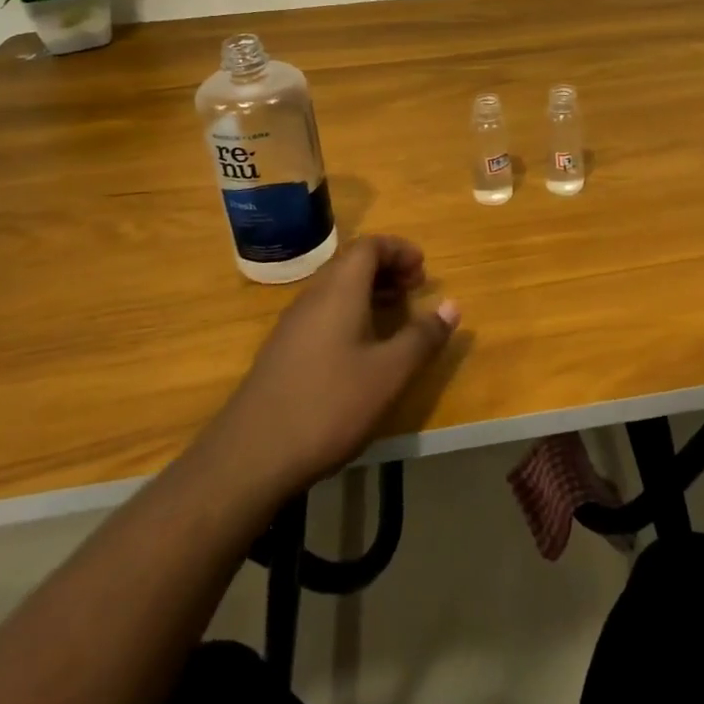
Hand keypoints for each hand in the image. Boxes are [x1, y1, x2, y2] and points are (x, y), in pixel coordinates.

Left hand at [208, 236, 458, 496]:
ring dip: (369, 291)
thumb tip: (452, 305)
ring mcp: (292, 325)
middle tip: (416, 288)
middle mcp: (313, 297)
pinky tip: (362, 349)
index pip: (369, 246)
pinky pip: (323, 313)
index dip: (400, 250)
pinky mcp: (283, 352)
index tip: (424, 269)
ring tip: (396, 314)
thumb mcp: (390, 373)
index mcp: (339, 291)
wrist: (251, 457)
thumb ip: (423, 337)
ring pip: (336, 289)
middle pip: (351, 264)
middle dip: (387, 268)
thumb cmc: (329, 405)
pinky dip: (350, 313)